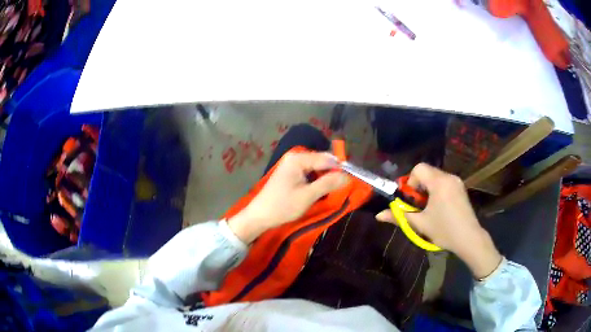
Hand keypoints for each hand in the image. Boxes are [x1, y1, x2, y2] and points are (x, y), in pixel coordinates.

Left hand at [228, 152, 347, 243]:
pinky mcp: (290, 174)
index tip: (352, 180)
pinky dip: (317, 181)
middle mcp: (295, 158)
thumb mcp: (308, 195)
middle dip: (332, 173)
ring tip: (333, 191)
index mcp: (298, 159)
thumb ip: (328, 184)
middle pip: (321, 161)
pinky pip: (309, 173)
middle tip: (343, 187)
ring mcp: (292, 165)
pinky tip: (320, 191)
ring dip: (325, 178)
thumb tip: (348, 176)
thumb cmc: (283, 206)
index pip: (326, 159)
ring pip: (316, 168)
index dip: (340, 169)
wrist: (260, 216)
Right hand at [375, 163, 501, 278]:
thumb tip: (378, 215)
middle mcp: (449, 177)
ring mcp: (457, 182)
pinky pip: (445, 182)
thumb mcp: (420, 224)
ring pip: (436, 177)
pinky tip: (440, 207)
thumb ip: (399, 216)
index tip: (412, 199)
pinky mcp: (461, 188)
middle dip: (419, 186)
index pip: (419, 168)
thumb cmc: (444, 230)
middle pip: (427, 172)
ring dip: (428, 189)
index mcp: (439, 183)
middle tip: (419, 205)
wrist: (469, 238)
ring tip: (429, 208)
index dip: (411, 181)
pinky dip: (437, 190)